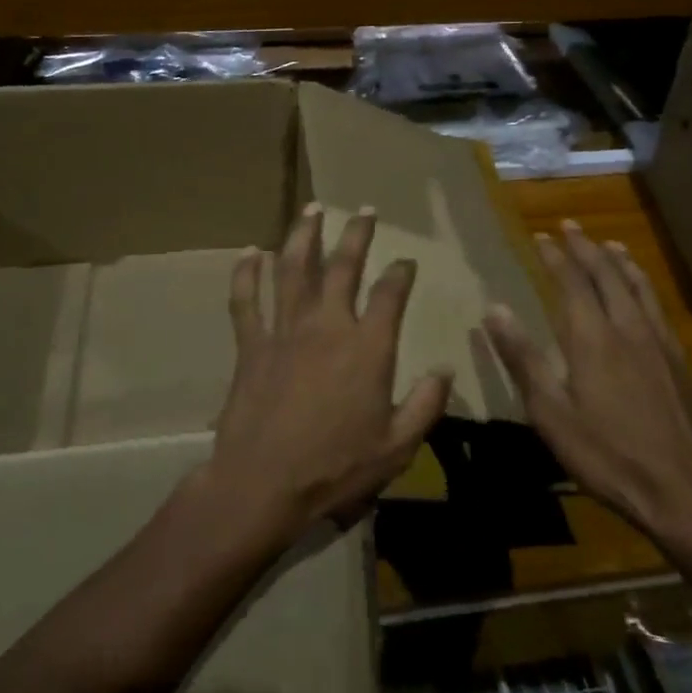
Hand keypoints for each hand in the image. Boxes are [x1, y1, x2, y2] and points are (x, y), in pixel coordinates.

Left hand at [206, 203, 452, 546]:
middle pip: (343, 266)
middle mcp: (327, 325)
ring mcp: (285, 330)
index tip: (406, 261)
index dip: (401, 272)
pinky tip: (250, 251)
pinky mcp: (251, 344)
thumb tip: (446, 370)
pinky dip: (246, 273)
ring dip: (304, 235)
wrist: (263, 484)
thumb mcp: (396, 447)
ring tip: (313, 208)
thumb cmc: (335, 469)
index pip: (390, 294)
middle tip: (365, 210)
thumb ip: (426, 405)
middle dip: (357, 234)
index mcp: (367, 347)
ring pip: (293, 269)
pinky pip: (245, 299)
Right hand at [483, 220, 691, 552]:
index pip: (571, 282)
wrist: (679, 490)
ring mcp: (657, 342)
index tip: (540, 237)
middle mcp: (626, 328)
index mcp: (591, 337)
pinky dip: (645, 285)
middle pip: (605, 275)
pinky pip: (658, 307)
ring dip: (619, 261)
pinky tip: (644, 291)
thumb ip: (522, 358)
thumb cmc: (605, 453)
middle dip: (585, 248)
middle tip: (570, 226)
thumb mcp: (550, 412)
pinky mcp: (677, 360)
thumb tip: (494, 309)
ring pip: (636, 286)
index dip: (555, 257)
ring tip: (608, 243)